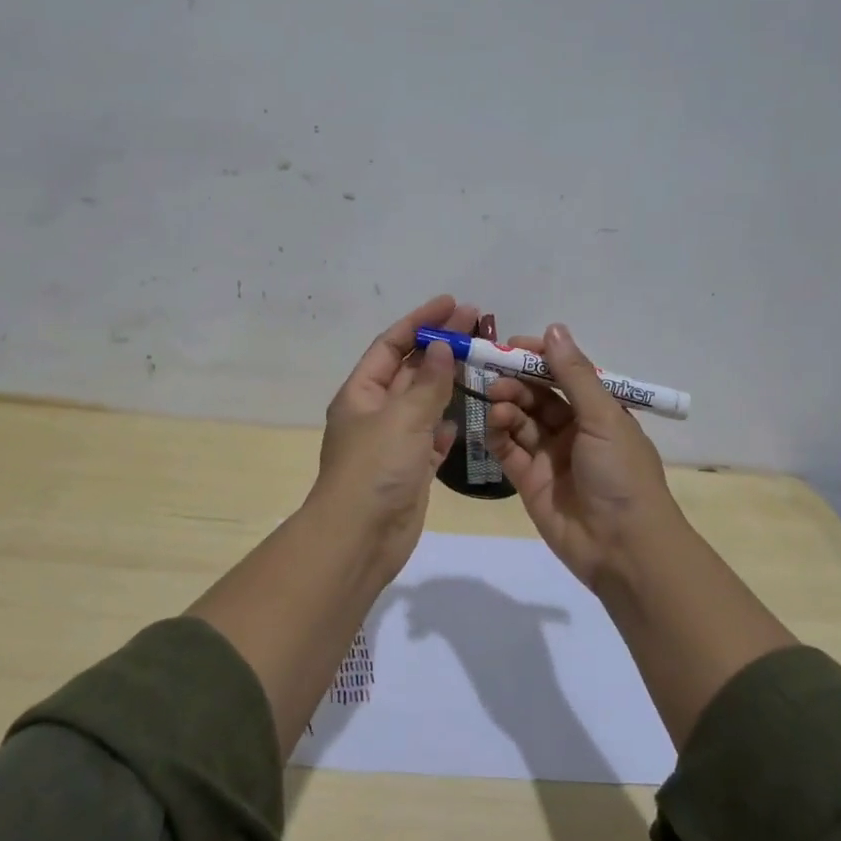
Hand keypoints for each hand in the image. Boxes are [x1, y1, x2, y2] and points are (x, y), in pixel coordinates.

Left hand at [311, 293, 475, 579]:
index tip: (452, 303)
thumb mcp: (402, 418)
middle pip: (409, 370)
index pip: (391, 345)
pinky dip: (445, 425)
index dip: (420, 321)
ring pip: (423, 403)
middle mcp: (374, 413)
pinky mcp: (410, 469)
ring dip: (447, 382)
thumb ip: (427, 383)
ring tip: (480, 361)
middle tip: (477, 324)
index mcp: (361, 394)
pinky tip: (463, 416)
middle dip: (440, 346)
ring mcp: (392, 443)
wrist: (360, 538)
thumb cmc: (375, 469)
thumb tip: (443, 347)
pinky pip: (430, 438)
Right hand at [483, 323, 682, 591]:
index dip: (539, 358)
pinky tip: (492, 425)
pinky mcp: (529, 481)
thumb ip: (574, 374)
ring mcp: (550, 456)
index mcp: (600, 411)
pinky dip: (497, 434)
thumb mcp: (603, 417)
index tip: (511, 346)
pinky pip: (508, 450)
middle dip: (516, 382)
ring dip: (506, 406)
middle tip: (494, 376)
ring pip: (520, 421)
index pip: (564, 375)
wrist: (622, 548)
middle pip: (538, 396)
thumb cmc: (621, 474)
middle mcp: (574, 430)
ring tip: (496, 403)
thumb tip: (554, 329)